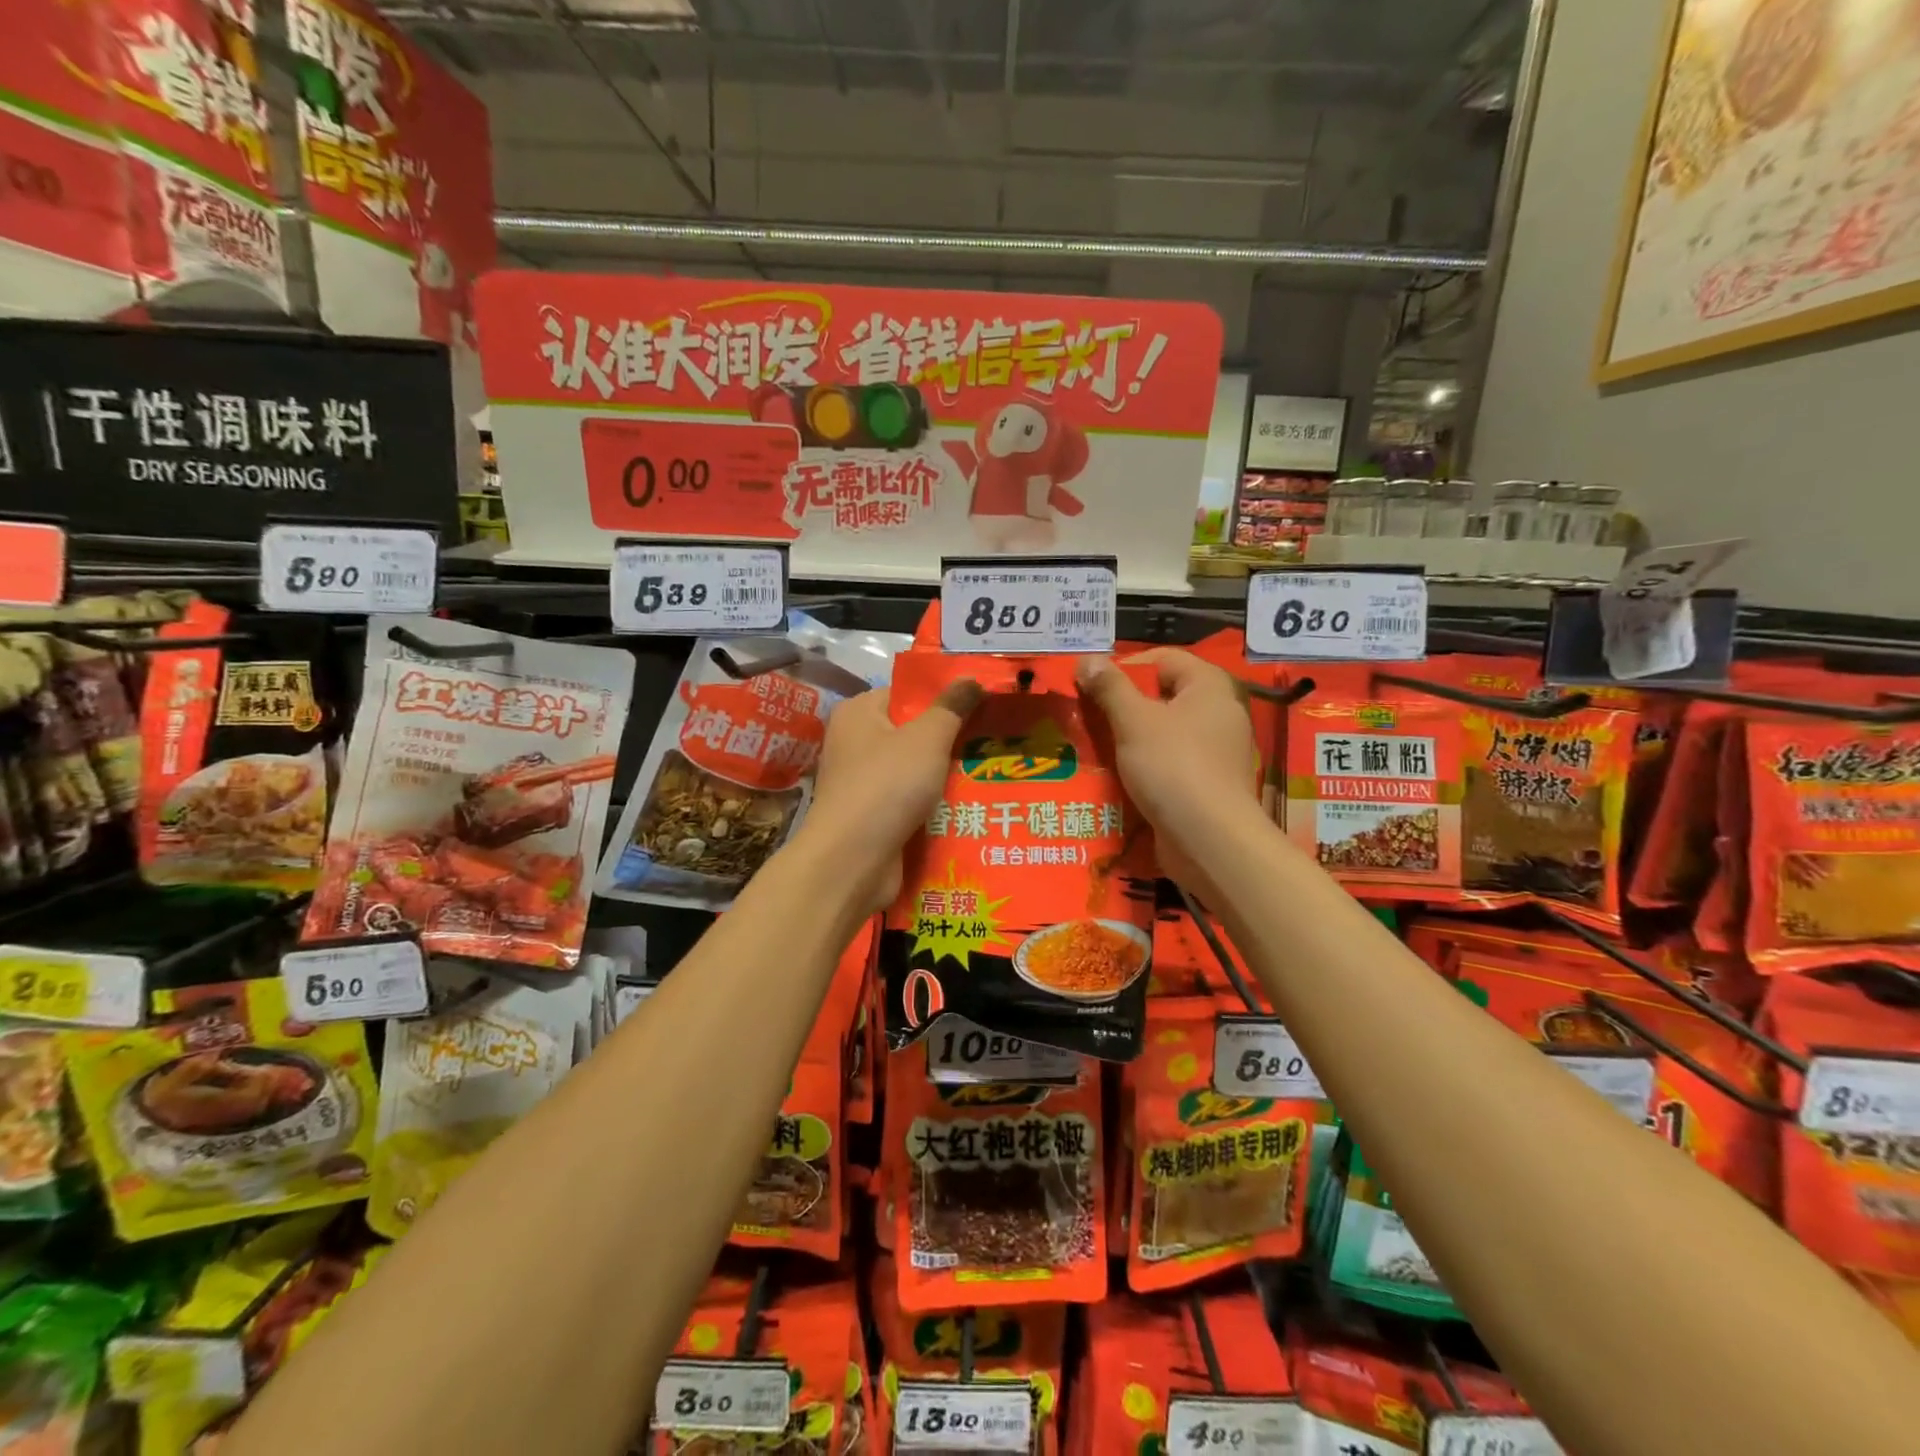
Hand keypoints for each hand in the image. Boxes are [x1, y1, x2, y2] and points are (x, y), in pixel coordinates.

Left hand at [797, 679, 982, 914]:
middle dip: (951, 741)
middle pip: (912, 733)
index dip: (944, 698)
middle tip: (994, 741)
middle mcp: (855, 744)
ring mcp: (862, 783)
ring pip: (915, 771)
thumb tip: (971, 677)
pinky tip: (969, 808)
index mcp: (859, 713)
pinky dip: (933, 806)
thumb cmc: (887, 786)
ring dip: (946, 777)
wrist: (852, 862)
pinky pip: (910, 802)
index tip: (983, 706)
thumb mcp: (927, 738)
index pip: (906, 694)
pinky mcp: (872, 817)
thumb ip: (951, 707)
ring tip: (990, 774)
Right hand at [1075, 650, 1262, 899]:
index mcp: (1209, 686)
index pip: (1162, 659)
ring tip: (1095, 745)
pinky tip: (1118, 776)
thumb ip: (1109, 687)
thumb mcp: (1134, 721)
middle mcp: (1220, 712)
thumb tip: (1087, 659)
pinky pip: (1171, 762)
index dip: (1124, 667)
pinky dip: (1146, 765)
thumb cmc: (1173, 767)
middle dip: (1123, 704)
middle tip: (1087, 715)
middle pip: (1163, 695)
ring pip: (1165, 731)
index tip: (1090, 686)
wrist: (1210, 840)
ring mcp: (1217, 751)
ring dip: (1130, 737)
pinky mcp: (1209, 783)